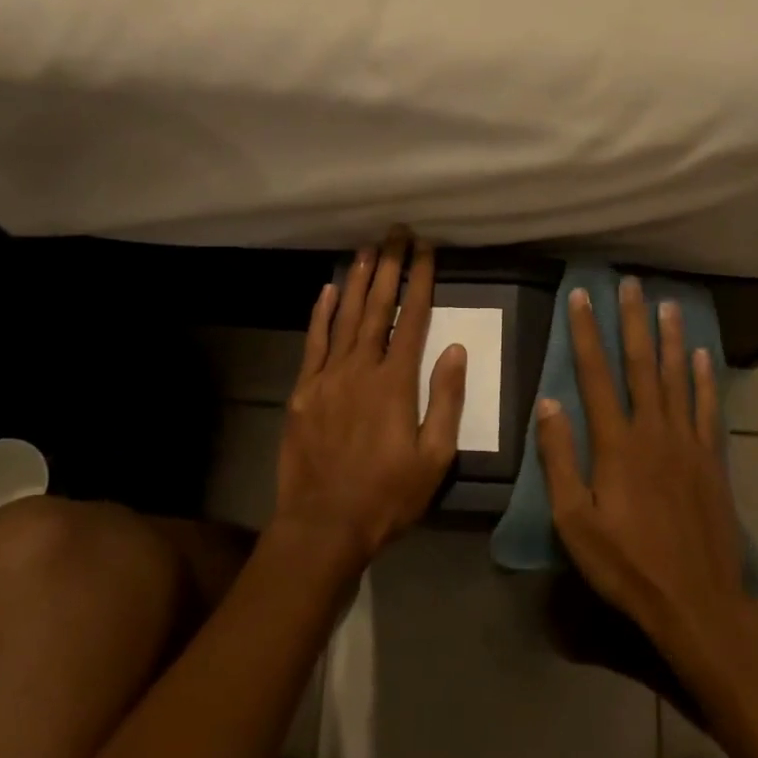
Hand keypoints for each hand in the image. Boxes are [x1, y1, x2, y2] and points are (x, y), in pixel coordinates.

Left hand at [272, 228, 464, 574]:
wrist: (323, 524)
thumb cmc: (387, 495)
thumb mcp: (434, 457)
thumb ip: (444, 400)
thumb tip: (454, 349)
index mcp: (395, 382)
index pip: (413, 318)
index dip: (421, 280)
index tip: (427, 249)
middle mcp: (360, 368)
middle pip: (377, 307)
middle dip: (389, 266)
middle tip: (395, 233)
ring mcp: (327, 377)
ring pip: (344, 317)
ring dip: (357, 280)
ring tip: (367, 248)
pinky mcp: (303, 390)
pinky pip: (313, 342)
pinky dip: (320, 314)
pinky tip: (327, 290)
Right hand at [537, 278, 753, 656]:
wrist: (696, 602)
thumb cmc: (626, 564)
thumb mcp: (574, 520)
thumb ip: (559, 459)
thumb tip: (548, 403)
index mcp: (617, 444)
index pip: (595, 375)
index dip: (587, 333)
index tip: (581, 296)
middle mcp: (654, 431)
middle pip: (641, 365)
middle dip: (633, 321)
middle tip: (630, 283)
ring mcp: (688, 443)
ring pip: (678, 378)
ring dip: (670, 338)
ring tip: (667, 304)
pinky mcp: (712, 460)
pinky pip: (708, 409)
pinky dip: (705, 379)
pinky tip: (702, 355)